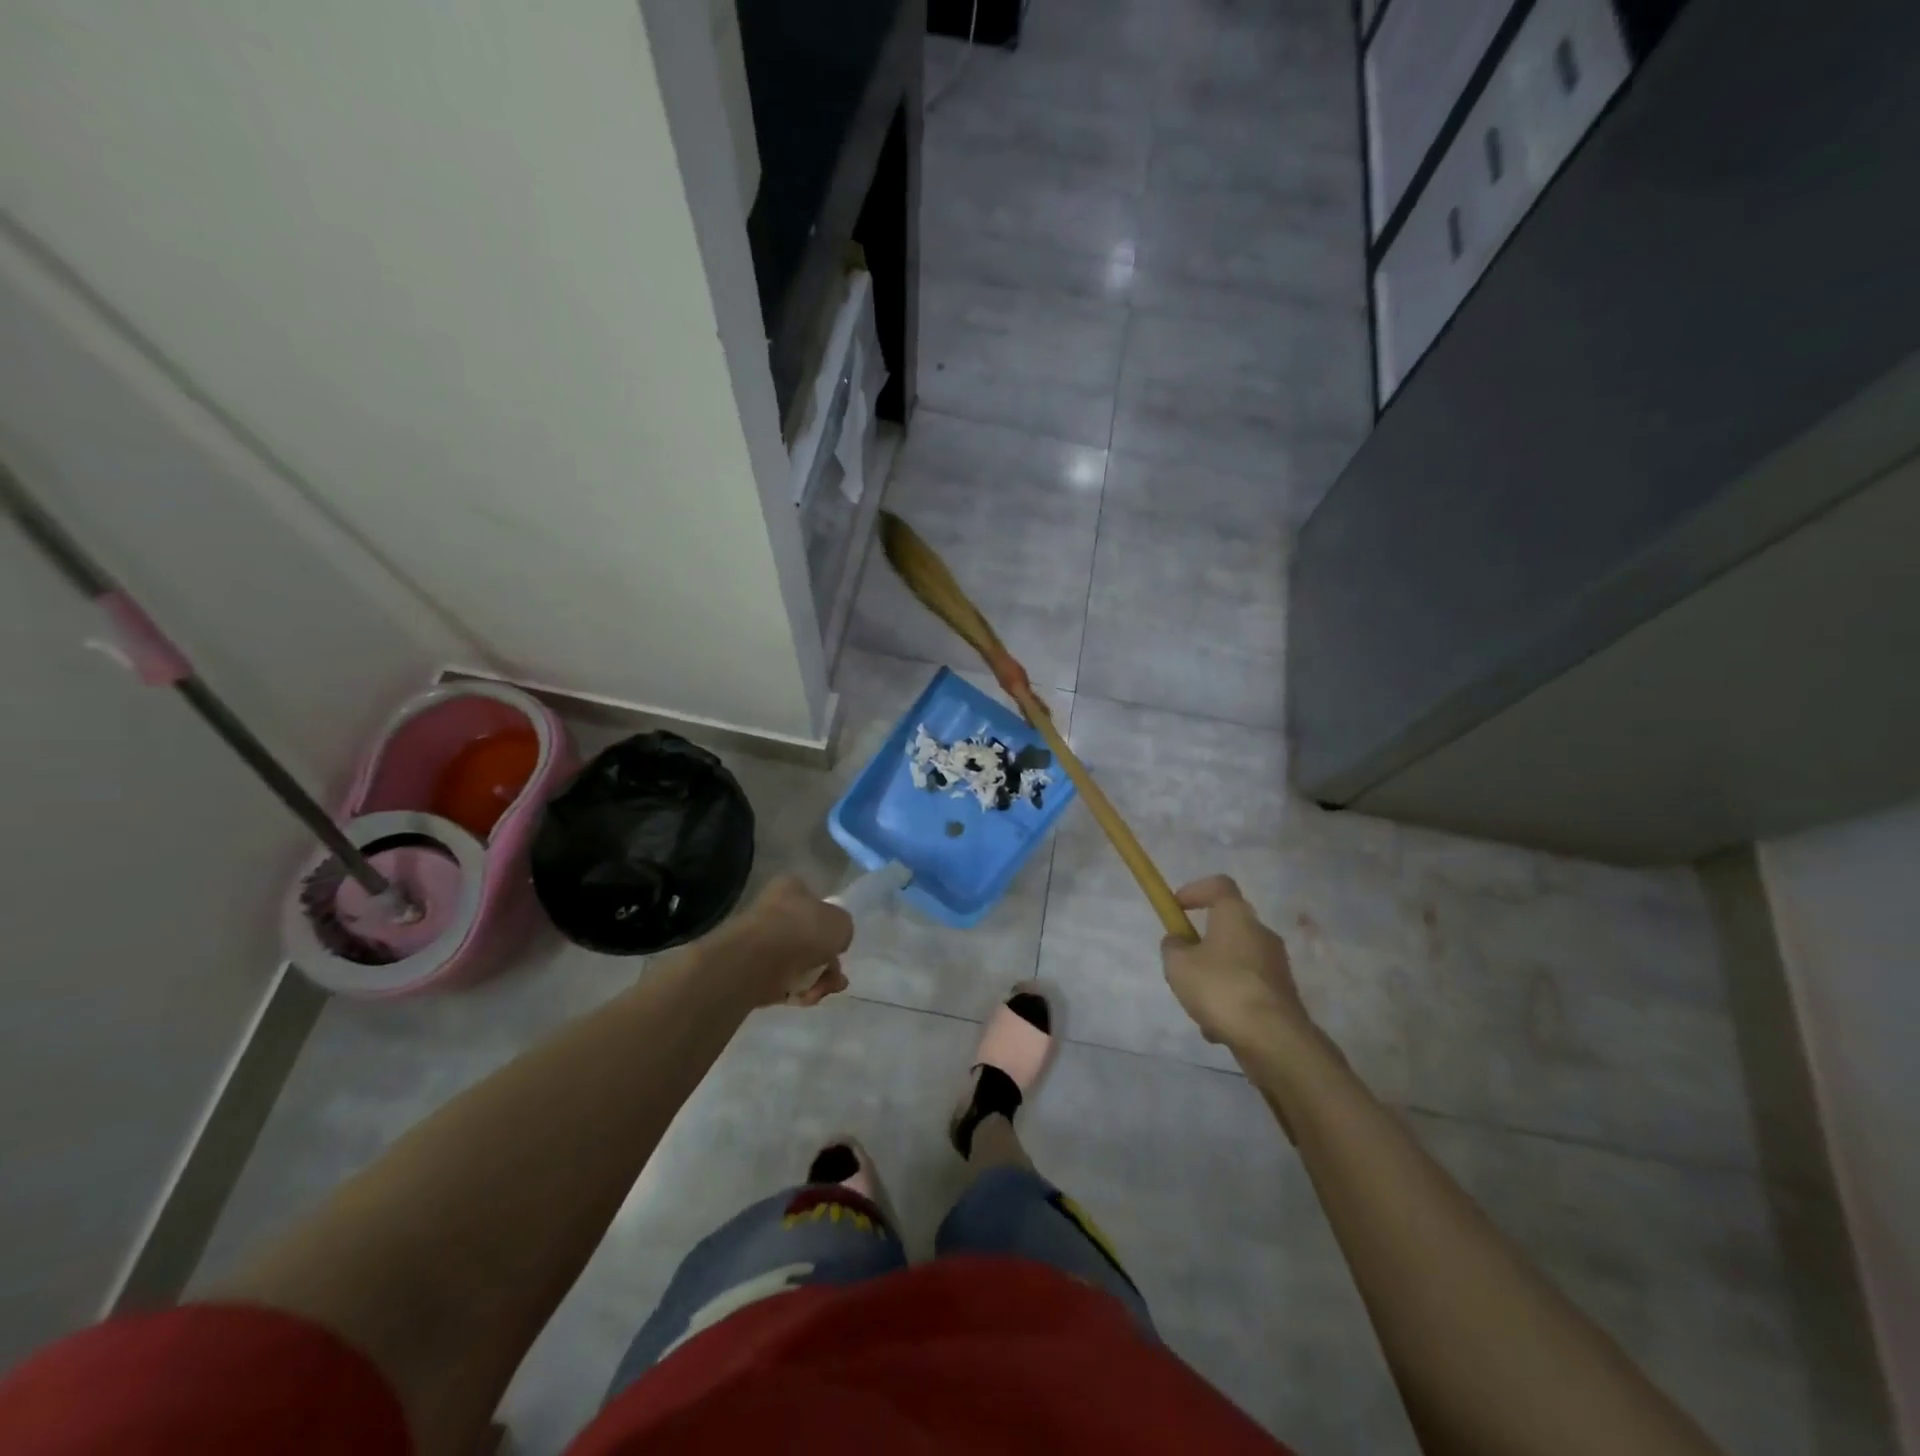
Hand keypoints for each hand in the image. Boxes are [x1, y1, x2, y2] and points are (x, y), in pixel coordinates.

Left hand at [723, 875, 853, 1007]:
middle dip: (828, 962)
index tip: (839, 945)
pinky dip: (797, 991)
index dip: (832, 926)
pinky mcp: (753, 971)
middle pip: (810, 939)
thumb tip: (834, 941)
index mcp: (791, 889)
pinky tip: (805, 998)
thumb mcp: (841, 923)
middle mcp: (774, 911)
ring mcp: (761, 942)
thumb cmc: (803, 930)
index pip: (816, 903)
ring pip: (799, 963)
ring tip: (822, 992)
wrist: (757, 962)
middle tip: (837, 977)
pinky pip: (782, 981)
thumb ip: (843, 929)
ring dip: (817, 980)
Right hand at [1162, 875, 1311, 1050]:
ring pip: (1236, 962)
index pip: (1219, 885)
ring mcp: (1276, 966)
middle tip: (1182, 964)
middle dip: (1202, 944)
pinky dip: (1231, 1002)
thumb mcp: (1178, 965)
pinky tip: (1218, 1028)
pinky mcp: (1283, 996)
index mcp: (1237, 916)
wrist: (1272, 1038)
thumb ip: (1173, 947)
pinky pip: (1247, 990)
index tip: (1176, 907)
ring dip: (1215, 978)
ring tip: (1197, 1007)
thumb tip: (1178, 942)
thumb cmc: (1220, 988)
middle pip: (1228, 926)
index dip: (1195, 890)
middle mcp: (1262, 933)